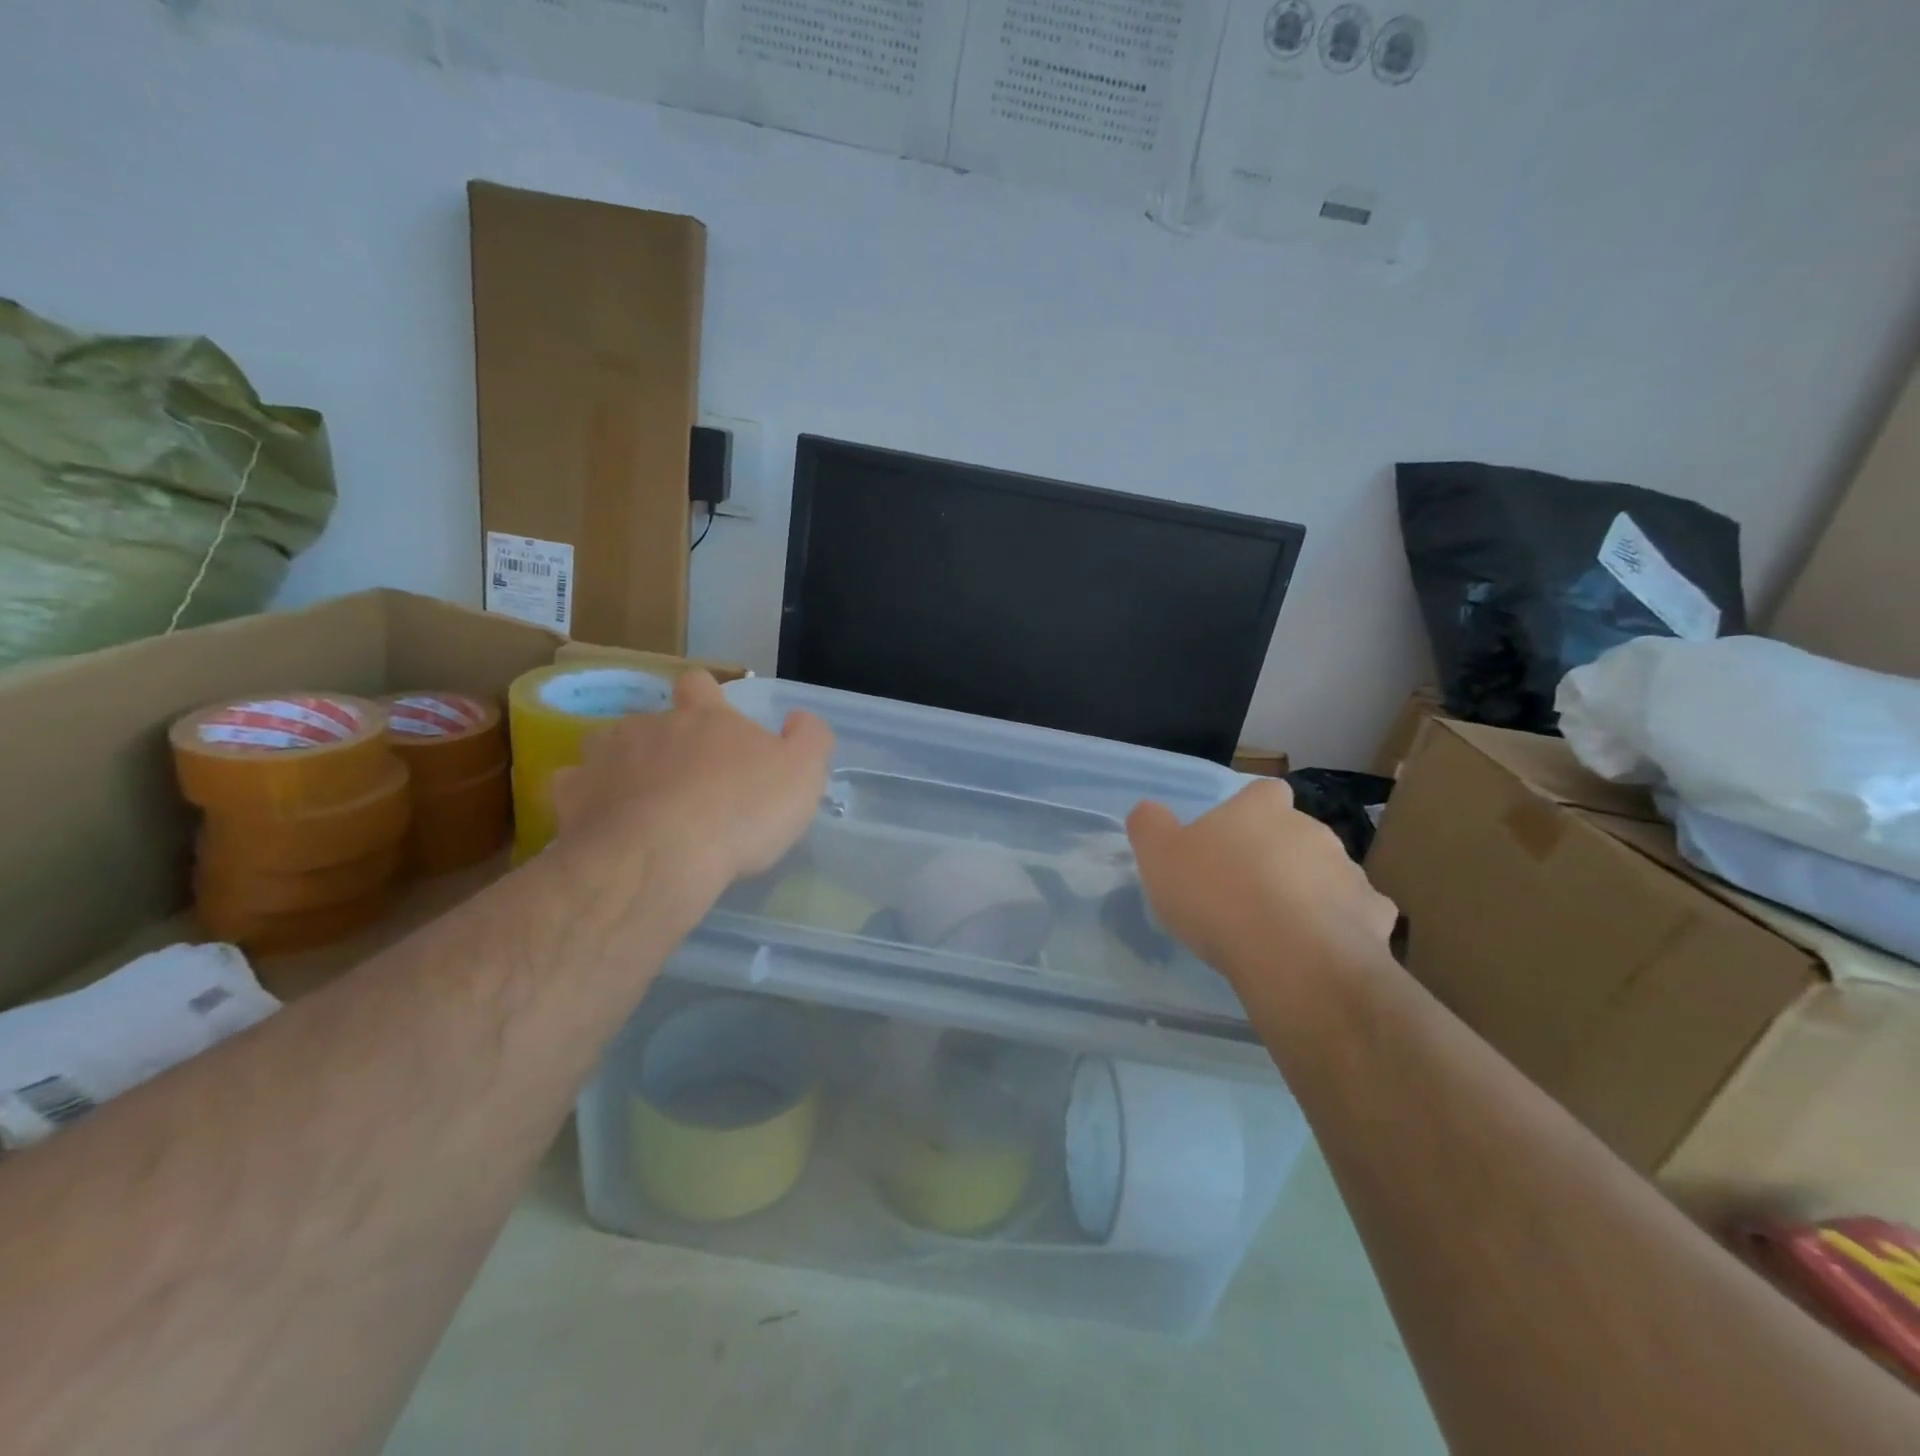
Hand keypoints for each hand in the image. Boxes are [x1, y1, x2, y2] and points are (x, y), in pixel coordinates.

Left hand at [551, 671, 833, 892]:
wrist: (661, 857)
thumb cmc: (741, 811)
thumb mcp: (803, 773)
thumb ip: (809, 738)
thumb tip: (800, 718)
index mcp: (705, 716)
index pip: (700, 684)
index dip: (706, 697)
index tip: (715, 722)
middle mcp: (650, 725)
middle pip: (652, 719)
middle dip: (665, 741)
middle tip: (686, 779)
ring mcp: (605, 757)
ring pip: (608, 747)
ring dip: (623, 766)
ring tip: (640, 801)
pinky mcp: (572, 796)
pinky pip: (575, 788)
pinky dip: (588, 800)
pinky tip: (602, 823)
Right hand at [1127, 779, 1396, 992]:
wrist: (1292, 958)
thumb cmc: (1216, 897)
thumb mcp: (1159, 858)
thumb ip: (1150, 826)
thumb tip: (1149, 811)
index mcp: (1261, 809)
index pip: (1263, 792)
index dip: (1249, 812)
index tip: (1231, 840)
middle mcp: (1311, 829)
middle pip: (1295, 833)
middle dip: (1278, 855)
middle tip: (1246, 891)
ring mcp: (1349, 872)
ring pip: (1327, 874)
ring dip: (1309, 891)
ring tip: (1279, 929)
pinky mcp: (1375, 916)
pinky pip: (1356, 915)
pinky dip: (1341, 928)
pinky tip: (1318, 951)